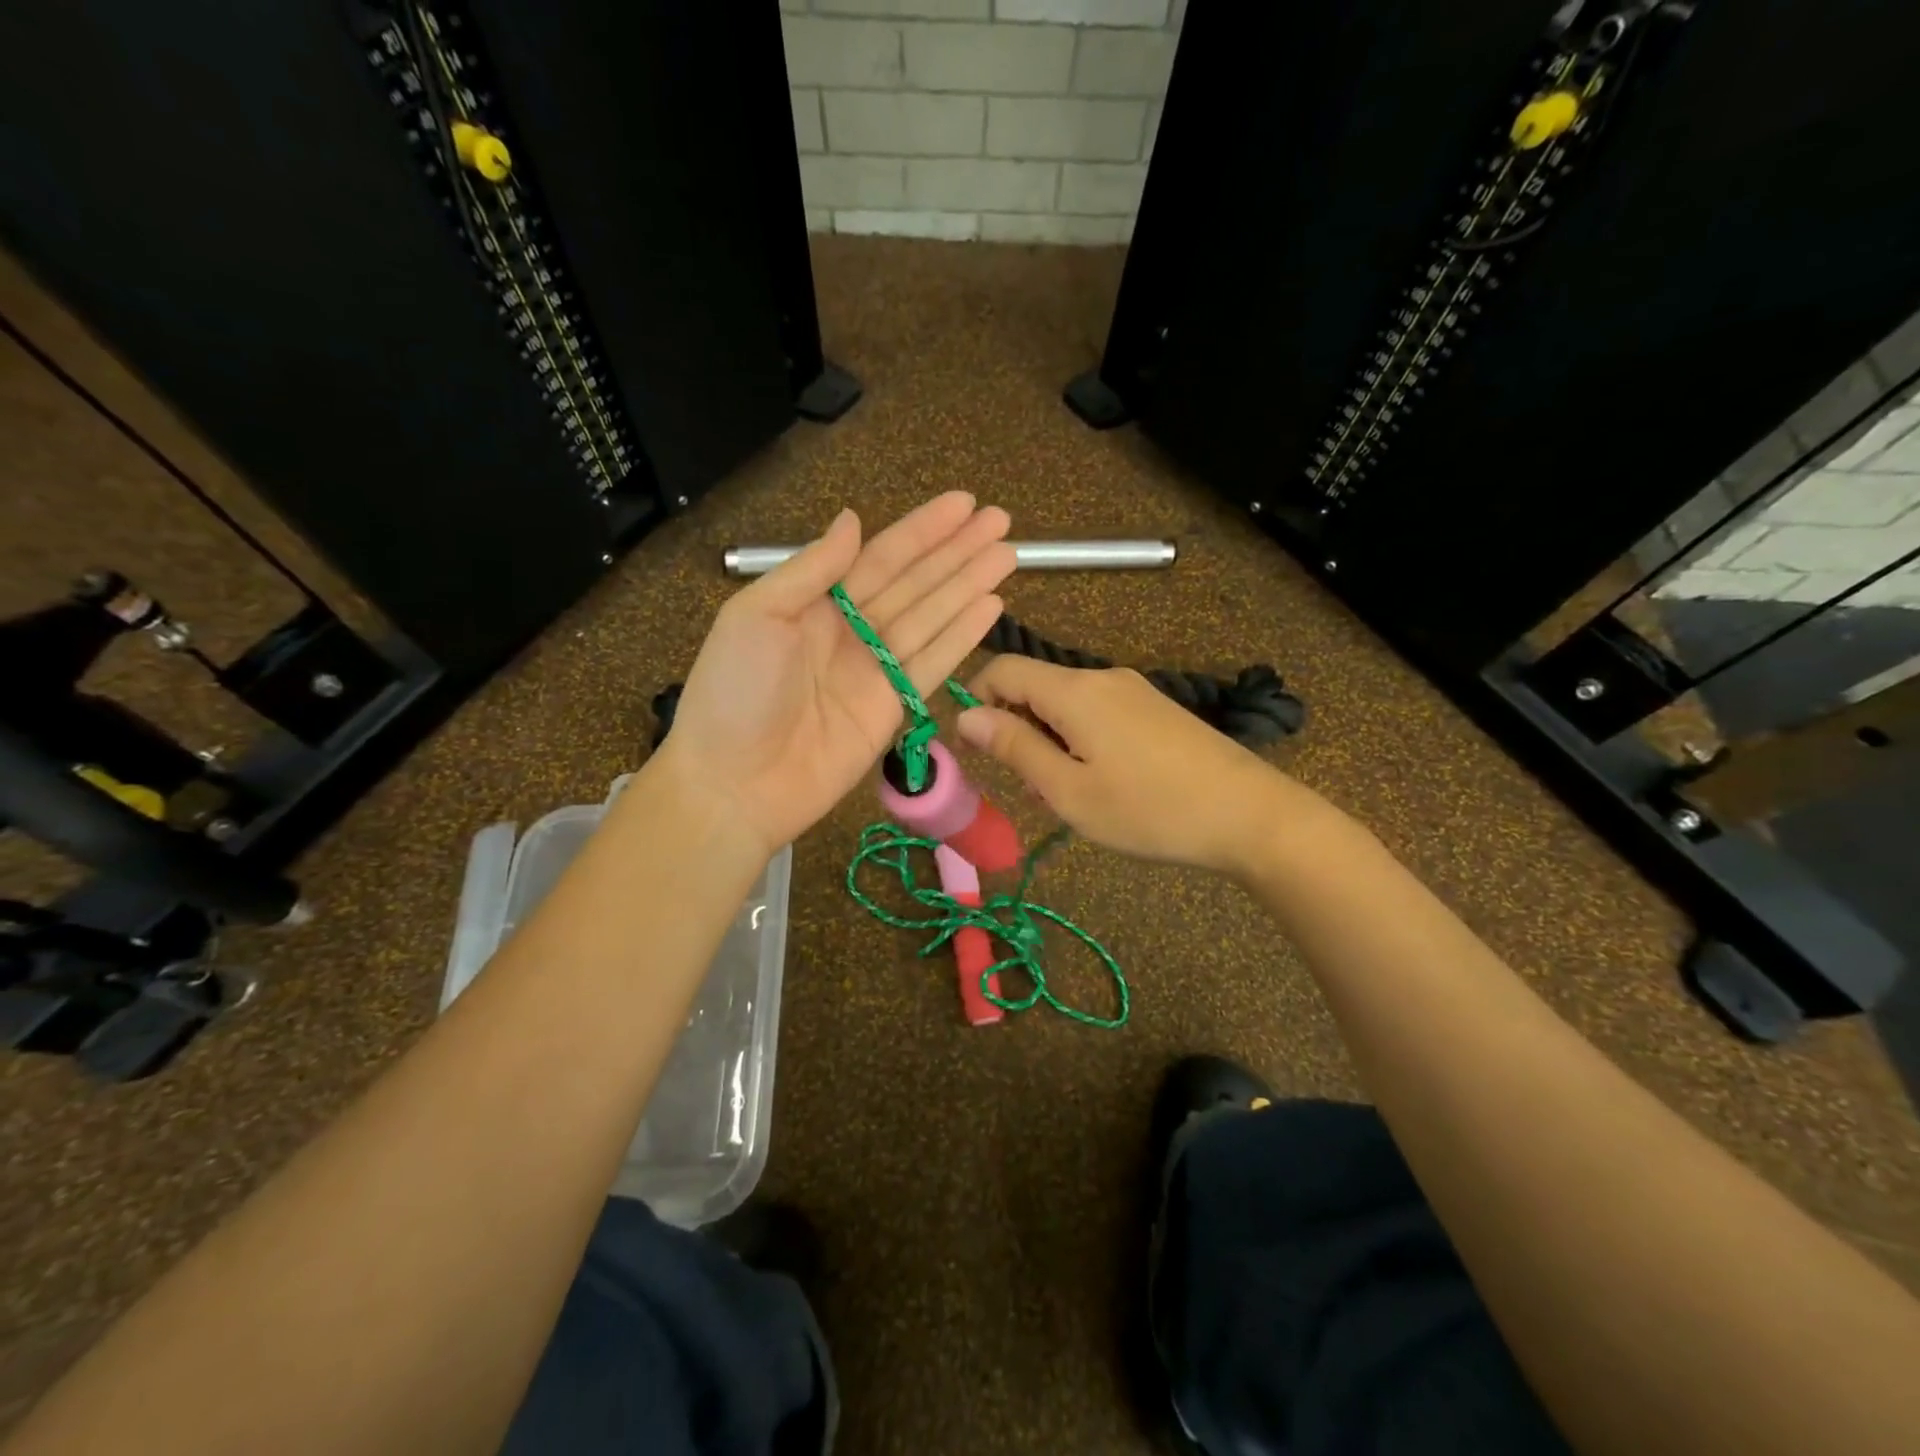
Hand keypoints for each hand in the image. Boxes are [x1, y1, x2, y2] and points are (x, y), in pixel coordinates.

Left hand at [655, 494, 1014, 855]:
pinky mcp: (892, 708)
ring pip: (932, 618)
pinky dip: (962, 636)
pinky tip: (990, 607)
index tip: (964, 504)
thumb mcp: (757, 616)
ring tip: (1007, 556)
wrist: (734, 784)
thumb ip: (811, 569)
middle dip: (957, 552)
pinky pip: (933, 663)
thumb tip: (853, 519)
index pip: (880, 557)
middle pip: (915, 583)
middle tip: (1002, 522)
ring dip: (969, 586)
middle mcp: (851, 630)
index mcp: (815, 603)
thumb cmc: (733, 693)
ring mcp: (875, 670)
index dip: (923, 531)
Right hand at [956, 657, 1319, 878]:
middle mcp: (1102, 677)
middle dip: (1016, 728)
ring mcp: (1134, 690)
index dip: (975, 699)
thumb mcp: (1069, 791)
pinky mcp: (1155, 708)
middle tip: (1030, 787)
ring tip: (1068, 793)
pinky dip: (1079, 739)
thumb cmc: (1149, 810)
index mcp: (1075, 691)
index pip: (1004, 669)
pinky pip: (1097, 712)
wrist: (1249, 815)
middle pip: (1036, 686)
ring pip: (1066, 703)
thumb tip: (966, 717)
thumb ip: (1015, 749)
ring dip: (1049, 740)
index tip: (973, 747)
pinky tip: (1102, 782)